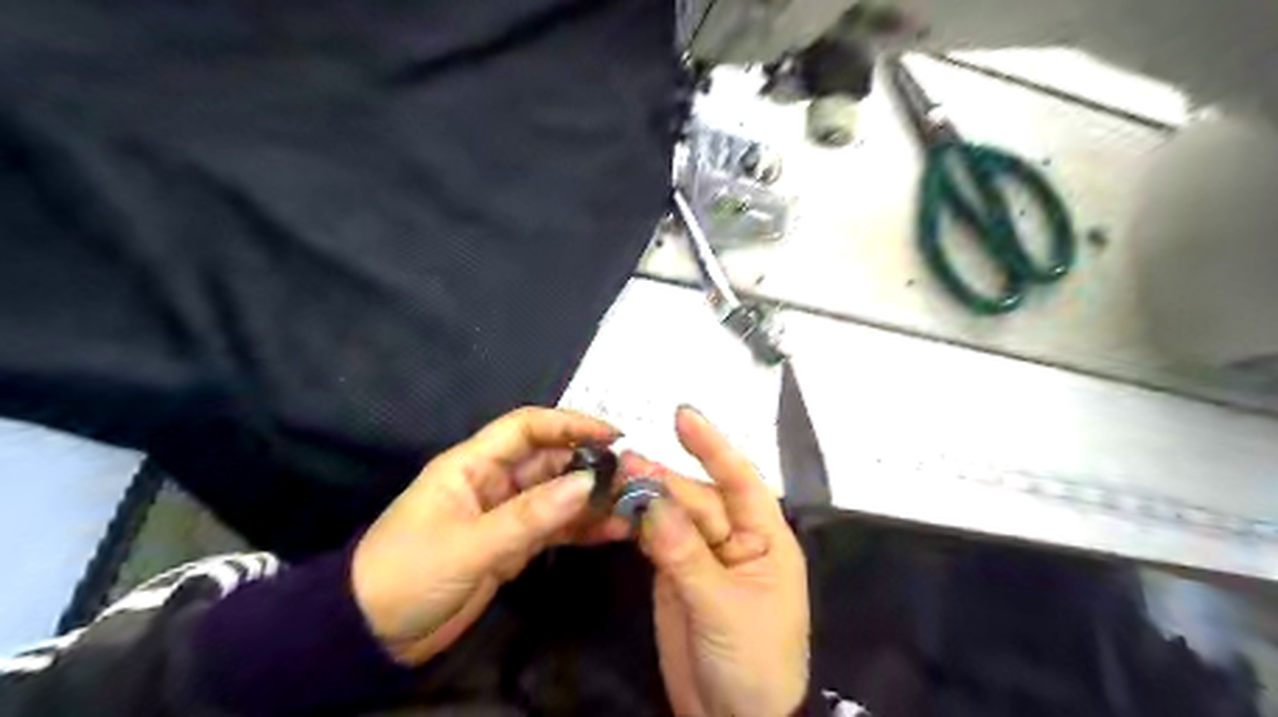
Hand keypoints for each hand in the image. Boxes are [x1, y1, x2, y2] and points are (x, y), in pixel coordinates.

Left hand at [353, 410, 623, 666]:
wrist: (370, 636)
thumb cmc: (408, 574)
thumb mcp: (469, 544)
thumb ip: (530, 515)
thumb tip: (588, 482)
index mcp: (473, 464)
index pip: (527, 427)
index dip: (570, 424)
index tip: (613, 434)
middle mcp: (495, 481)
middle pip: (550, 461)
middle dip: (590, 464)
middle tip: (633, 475)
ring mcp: (507, 514)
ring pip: (558, 495)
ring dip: (592, 498)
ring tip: (632, 504)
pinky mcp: (513, 545)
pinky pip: (554, 528)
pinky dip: (581, 528)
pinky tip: (612, 530)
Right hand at [630, 409, 801, 715]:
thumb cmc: (752, 661)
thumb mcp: (722, 606)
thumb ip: (684, 553)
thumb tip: (650, 501)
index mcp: (763, 537)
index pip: (740, 479)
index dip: (713, 445)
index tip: (683, 415)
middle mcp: (734, 537)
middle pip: (695, 497)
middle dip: (661, 479)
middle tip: (621, 462)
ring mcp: (703, 554)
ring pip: (672, 514)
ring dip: (645, 497)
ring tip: (611, 479)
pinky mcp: (677, 573)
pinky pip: (656, 538)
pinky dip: (636, 524)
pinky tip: (615, 510)